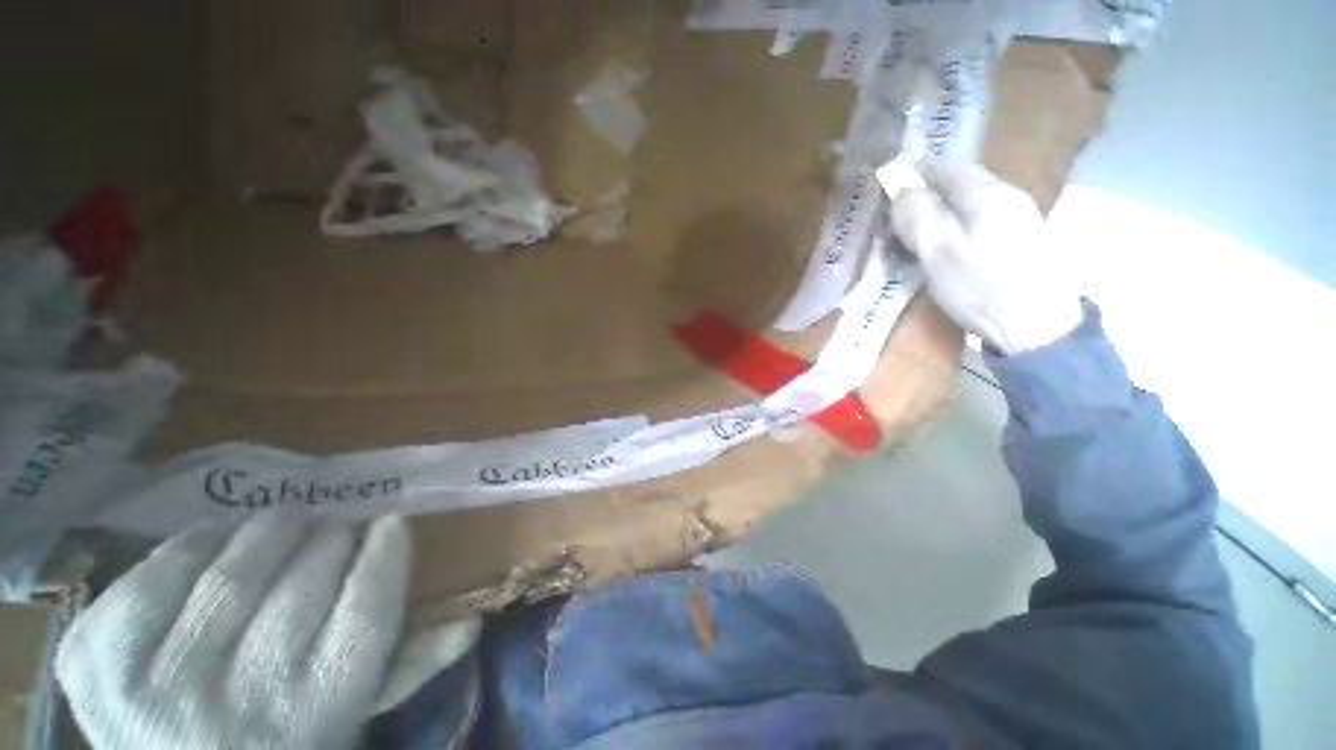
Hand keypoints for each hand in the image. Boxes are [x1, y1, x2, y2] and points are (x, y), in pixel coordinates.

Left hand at [56, 514, 410, 749]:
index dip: (384, 554)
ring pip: (230, 575)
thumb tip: (471, 622)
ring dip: (269, 532)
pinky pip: (152, 577)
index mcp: (312, 717)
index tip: (389, 524)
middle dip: (330, 537)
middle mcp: (239, 708)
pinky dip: (190, 547)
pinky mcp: (93, 663)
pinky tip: (210, 546)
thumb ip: (407, 670)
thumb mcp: (351, 717)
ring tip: (284, 526)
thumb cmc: (280, 742)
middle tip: (336, 525)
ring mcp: (156, 688)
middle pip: (302, 587)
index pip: (368, 613)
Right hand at [890, 163, 1083, 353]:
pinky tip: (940, 247)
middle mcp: (1006, 198)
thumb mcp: (940, 252)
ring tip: (911, 234)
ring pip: (966, 205)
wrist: (1037, 325)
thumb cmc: (982, 287)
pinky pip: (975, 223)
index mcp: (988, 195)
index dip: (916, 173)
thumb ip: (919, 218)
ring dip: (936, 212)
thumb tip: (901, 191)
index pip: (948, 169)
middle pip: (959, 185)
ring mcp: (1015, 220)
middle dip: (925, 194)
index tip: (889, 183)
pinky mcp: (1015, 243)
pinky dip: (951, 228)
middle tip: (894, 215)